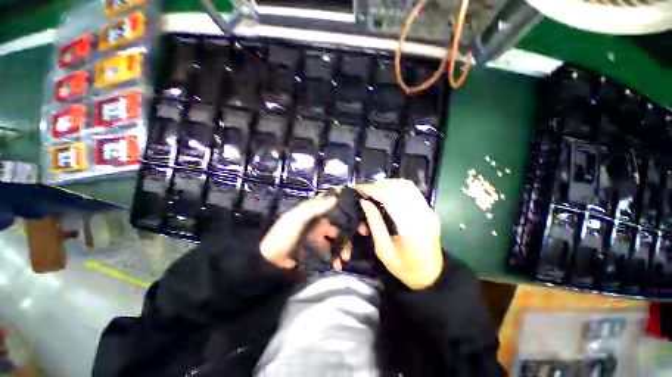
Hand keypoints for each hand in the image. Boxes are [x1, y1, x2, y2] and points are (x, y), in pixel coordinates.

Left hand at [260, 195, 350, 269]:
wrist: (270, 261)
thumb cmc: (284, 235)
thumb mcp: (298, 219)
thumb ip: (316, 208)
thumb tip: (335, 197)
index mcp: (314, 213)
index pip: (335, 210)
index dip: (348, 215)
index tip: (360, 224)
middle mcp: (318, 223)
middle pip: (339, 227)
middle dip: (347, 237)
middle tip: (353, 248)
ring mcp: (318, 237)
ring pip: (336, 241)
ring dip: (342, 250)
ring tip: (343, 261)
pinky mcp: (316, 250)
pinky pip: (330, 252)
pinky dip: (335, 258)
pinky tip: (336, 265)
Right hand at [357, 179, 442, 289]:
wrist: (431, 276)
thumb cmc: (404, 268)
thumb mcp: (383, 250)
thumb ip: (374, 223)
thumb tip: (364, 202)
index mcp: (410, 228)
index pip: (390, 198)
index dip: (373, 190)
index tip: (359, 188)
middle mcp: (423, 215)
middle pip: (399, 188)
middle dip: (379, 185)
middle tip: (364, 190)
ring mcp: (429, 211)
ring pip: (407, 186)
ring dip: (388, 184)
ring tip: (374, 191)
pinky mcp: (430, 210)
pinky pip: (412, 191)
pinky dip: (397, 188)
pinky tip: (387, 194)